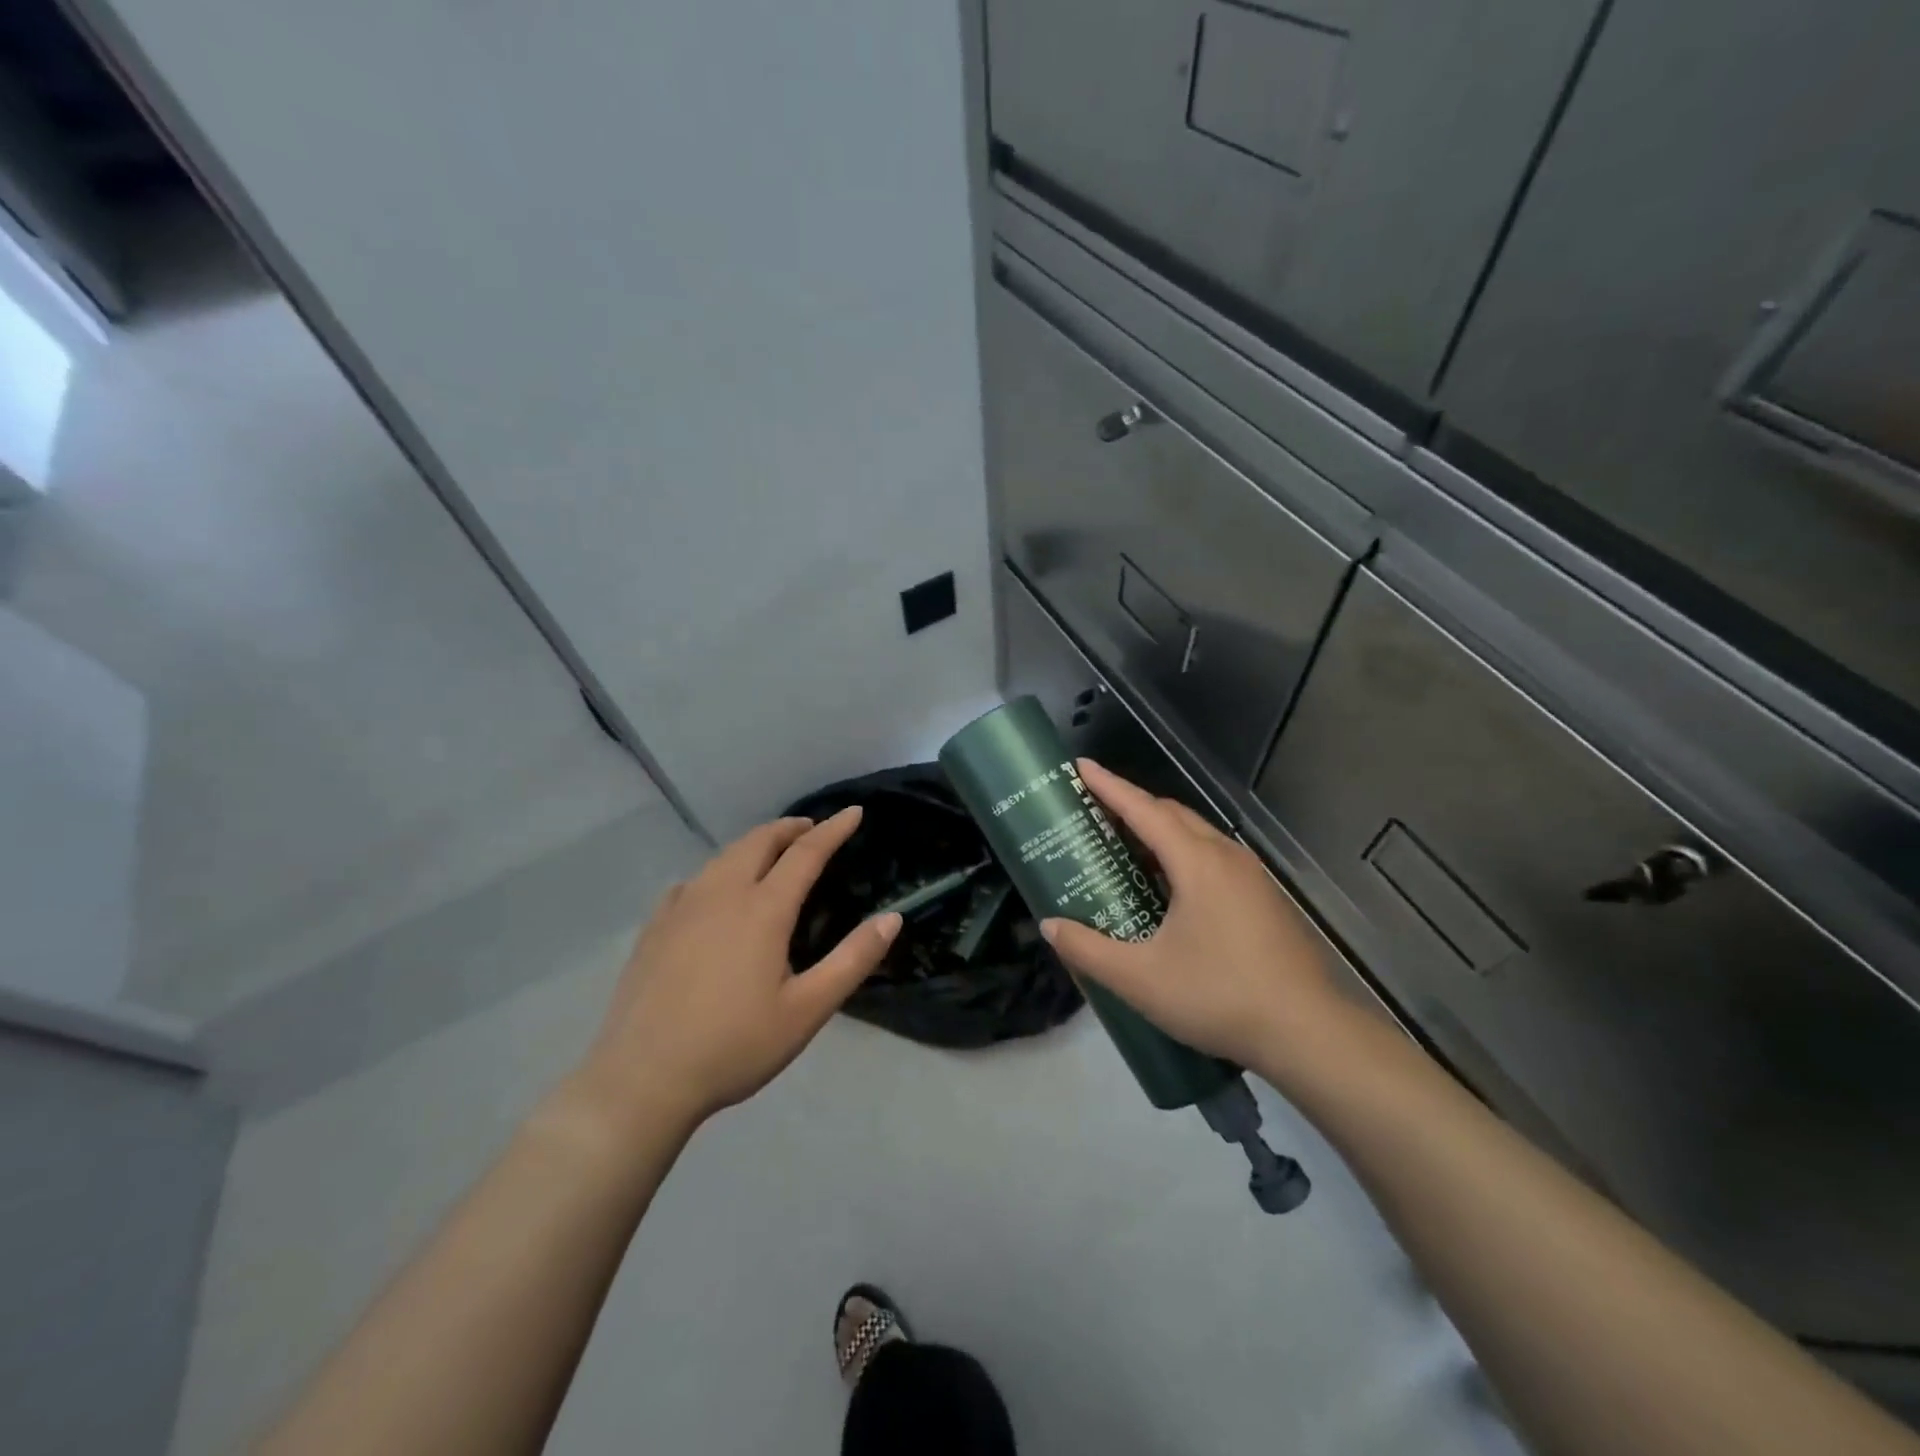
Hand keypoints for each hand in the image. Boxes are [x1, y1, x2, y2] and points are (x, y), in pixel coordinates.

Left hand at [575, 807, 899, 1134]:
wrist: (642, 1079)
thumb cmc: (734, 1046)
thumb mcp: (807, 1010)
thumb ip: (853, 960)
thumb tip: (893, 918)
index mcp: (763, 909)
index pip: (806, 853)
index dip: (833, 829)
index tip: (854, 812)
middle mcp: (721, 893)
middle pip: (759, 841)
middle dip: (790, 828)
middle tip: (812, 829)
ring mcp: (682, 907)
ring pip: (724, 856)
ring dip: (755, 844)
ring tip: (773, 853)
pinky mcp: (655, 926)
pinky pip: (694, 880)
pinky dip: (719, 871)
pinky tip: (716, 891)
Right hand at [1041, 760, 1346, 1080]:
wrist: (1308, 1032)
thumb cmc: (1219, 996)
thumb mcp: (1140, 979)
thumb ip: (1088, 950)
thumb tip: (1049, 926)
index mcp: (1197, 863)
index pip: (1144, 810)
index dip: (1109, 786)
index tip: (1081, 767)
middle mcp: (1226, 857)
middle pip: (1173, 815)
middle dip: (1133, 805)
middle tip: (1095, 812)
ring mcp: (1251, 877)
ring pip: (1197, 835)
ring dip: (1160, 831)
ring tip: (1125, 846)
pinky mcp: (1264, 899)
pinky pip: (1214, 858)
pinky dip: (1182, 854)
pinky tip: (1169, 888)